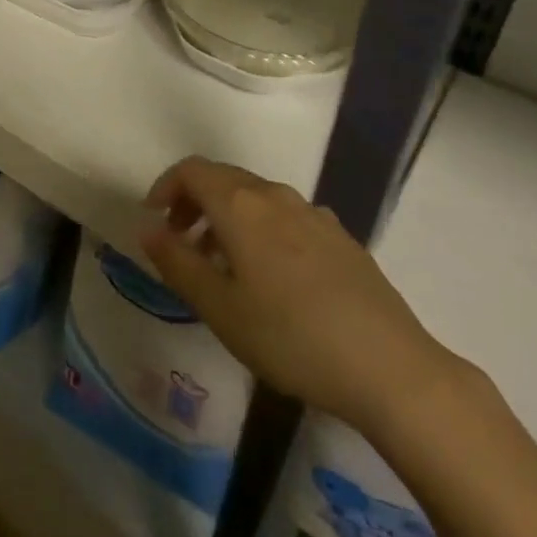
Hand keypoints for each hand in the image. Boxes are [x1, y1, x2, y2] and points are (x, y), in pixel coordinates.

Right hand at [140, 158, 461, 434]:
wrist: (389, 366)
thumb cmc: (290, 337)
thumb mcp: (220, 308)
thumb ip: (177, 262)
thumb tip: (147, 227)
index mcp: (241, 205)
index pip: (192, 170)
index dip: (166, 187)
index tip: (154, 220)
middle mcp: (275, 195)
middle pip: (223, 179)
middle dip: (194, 202)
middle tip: (181, 243)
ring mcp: (313, 213)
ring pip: (256, 198)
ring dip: (228, 218)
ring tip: (222, 266)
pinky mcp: (340, 237)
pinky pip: (287, 217)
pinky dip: (262, 229)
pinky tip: (273, 278)